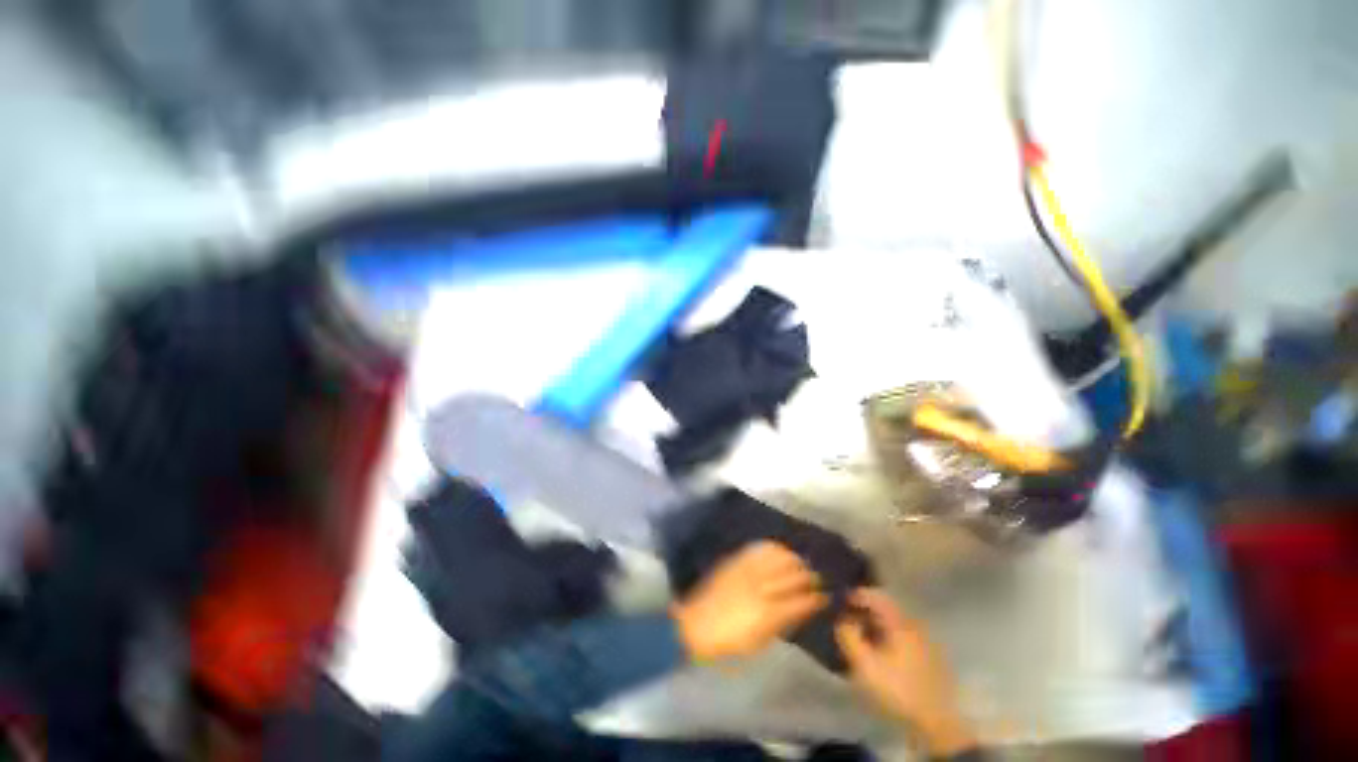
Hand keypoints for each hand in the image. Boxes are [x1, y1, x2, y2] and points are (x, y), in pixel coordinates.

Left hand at [671, 541, 826, 662]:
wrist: (696, 625)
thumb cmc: (729, 642)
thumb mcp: (758, 642)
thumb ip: (780, 624)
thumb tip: (798, 610)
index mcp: (768, 614)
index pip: (799, 601)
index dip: (815, 598)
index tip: (825, 595)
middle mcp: (761, 589)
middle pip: (791, 577)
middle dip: (808, 575)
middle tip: (817, 575)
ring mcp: (747, 571)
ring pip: (777, 559)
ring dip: (793, 558)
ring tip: (801, 560)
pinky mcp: (735, 561)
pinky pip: (758, 549)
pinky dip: (772, 548)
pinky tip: (780, 549)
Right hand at [836, 589, 975, 756]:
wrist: (937, 723)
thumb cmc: (898, 690)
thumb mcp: (865, 665)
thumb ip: (849, 637)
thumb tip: (841, 620)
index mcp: (900, 622)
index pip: (876, 595)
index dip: (855, 594)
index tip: (839, 601)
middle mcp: (914, 625)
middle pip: (886, 607)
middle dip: (864, 611)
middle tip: (847, 619)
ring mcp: (924, 641)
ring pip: (894, 623)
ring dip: (875, 625)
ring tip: (860, 636)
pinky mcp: (928, 658)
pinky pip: (902, 637)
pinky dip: (887, 637)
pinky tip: (879, 652)